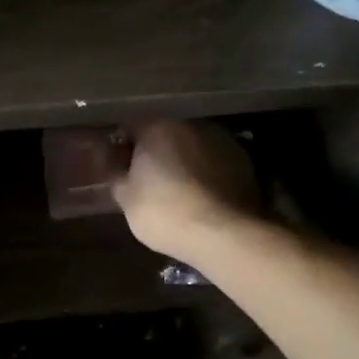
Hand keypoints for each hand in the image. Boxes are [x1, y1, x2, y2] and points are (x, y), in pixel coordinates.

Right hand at [109, 119, 258, 259]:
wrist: (223, 234)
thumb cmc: (164, 211)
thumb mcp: (126, 199)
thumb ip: (118, 176)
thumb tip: (116, 168)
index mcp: (157, 127)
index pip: (129, 125)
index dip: (119, 145)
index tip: (114, 164)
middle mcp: (191, 124)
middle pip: (164, 132)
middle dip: (153, 151)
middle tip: (143, 177)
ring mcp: (221, 140)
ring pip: (191, 146)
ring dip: (182, 160)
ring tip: (174, 188)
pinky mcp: (244, 161)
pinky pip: (213, 162)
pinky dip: (204, 173)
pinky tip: (198, 196)